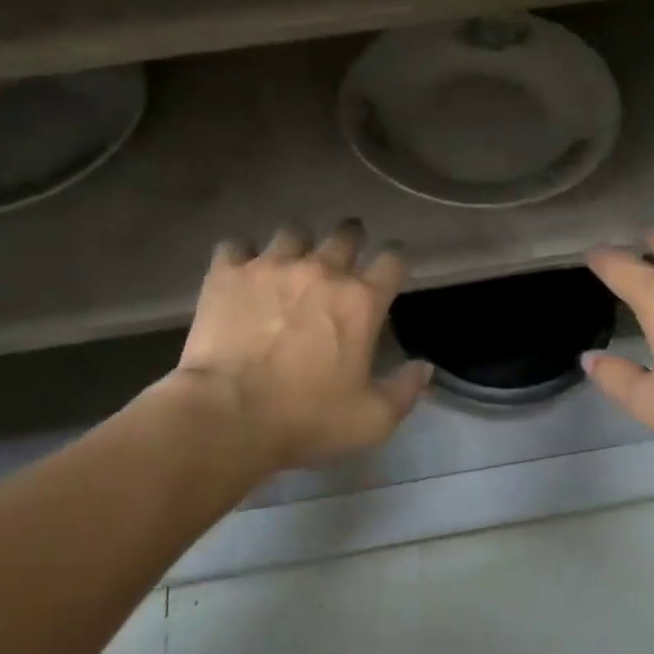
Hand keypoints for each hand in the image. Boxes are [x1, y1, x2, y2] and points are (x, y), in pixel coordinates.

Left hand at [166, 222, 432, 469]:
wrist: (228, 416)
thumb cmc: (306, 419)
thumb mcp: (371, 421)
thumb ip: (405, 391)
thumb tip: (425, 366)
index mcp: (361, 301)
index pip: (393, 260)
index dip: (396, 260)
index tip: (391, 269)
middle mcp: (321, 271)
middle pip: (345, 234)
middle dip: (351, 239)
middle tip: (343, 257)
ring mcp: (271, 266)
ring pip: (293, 232)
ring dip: (297, 245)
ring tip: (290, 263)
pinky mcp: (228, 273)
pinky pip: (236, 246)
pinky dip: (240, 256)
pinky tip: (239, 272)